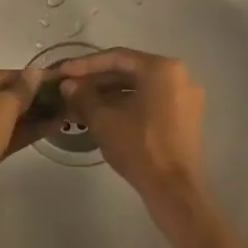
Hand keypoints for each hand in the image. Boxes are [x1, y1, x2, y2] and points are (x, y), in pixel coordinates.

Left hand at [0, 69, 53, 218]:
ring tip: (63, 110)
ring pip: (2, 119)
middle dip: (31, 98)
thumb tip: (35, 72)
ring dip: (31, 115)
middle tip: (63, 95)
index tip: (57, 77)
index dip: (28, 77)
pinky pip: (1, 137)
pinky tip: (50, 127)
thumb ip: (20, 90)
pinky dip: (23, 132)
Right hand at [57, 50, 209, 207]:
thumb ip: (83, 95)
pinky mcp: (186, 117)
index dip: (85, 64)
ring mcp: (185, 98)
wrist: (174, 189)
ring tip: (80, 104)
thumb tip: (68, 84)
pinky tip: (102, 116)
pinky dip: (127, 105)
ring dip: (109, 95)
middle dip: (97, 81)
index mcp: (162, 69)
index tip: (62, 71)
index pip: (117, 58)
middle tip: (69, 88)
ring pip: (139, 88)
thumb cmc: (139, 147)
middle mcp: (179, 76)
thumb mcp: (103, 119)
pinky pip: (151, 102)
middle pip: (130, 72)